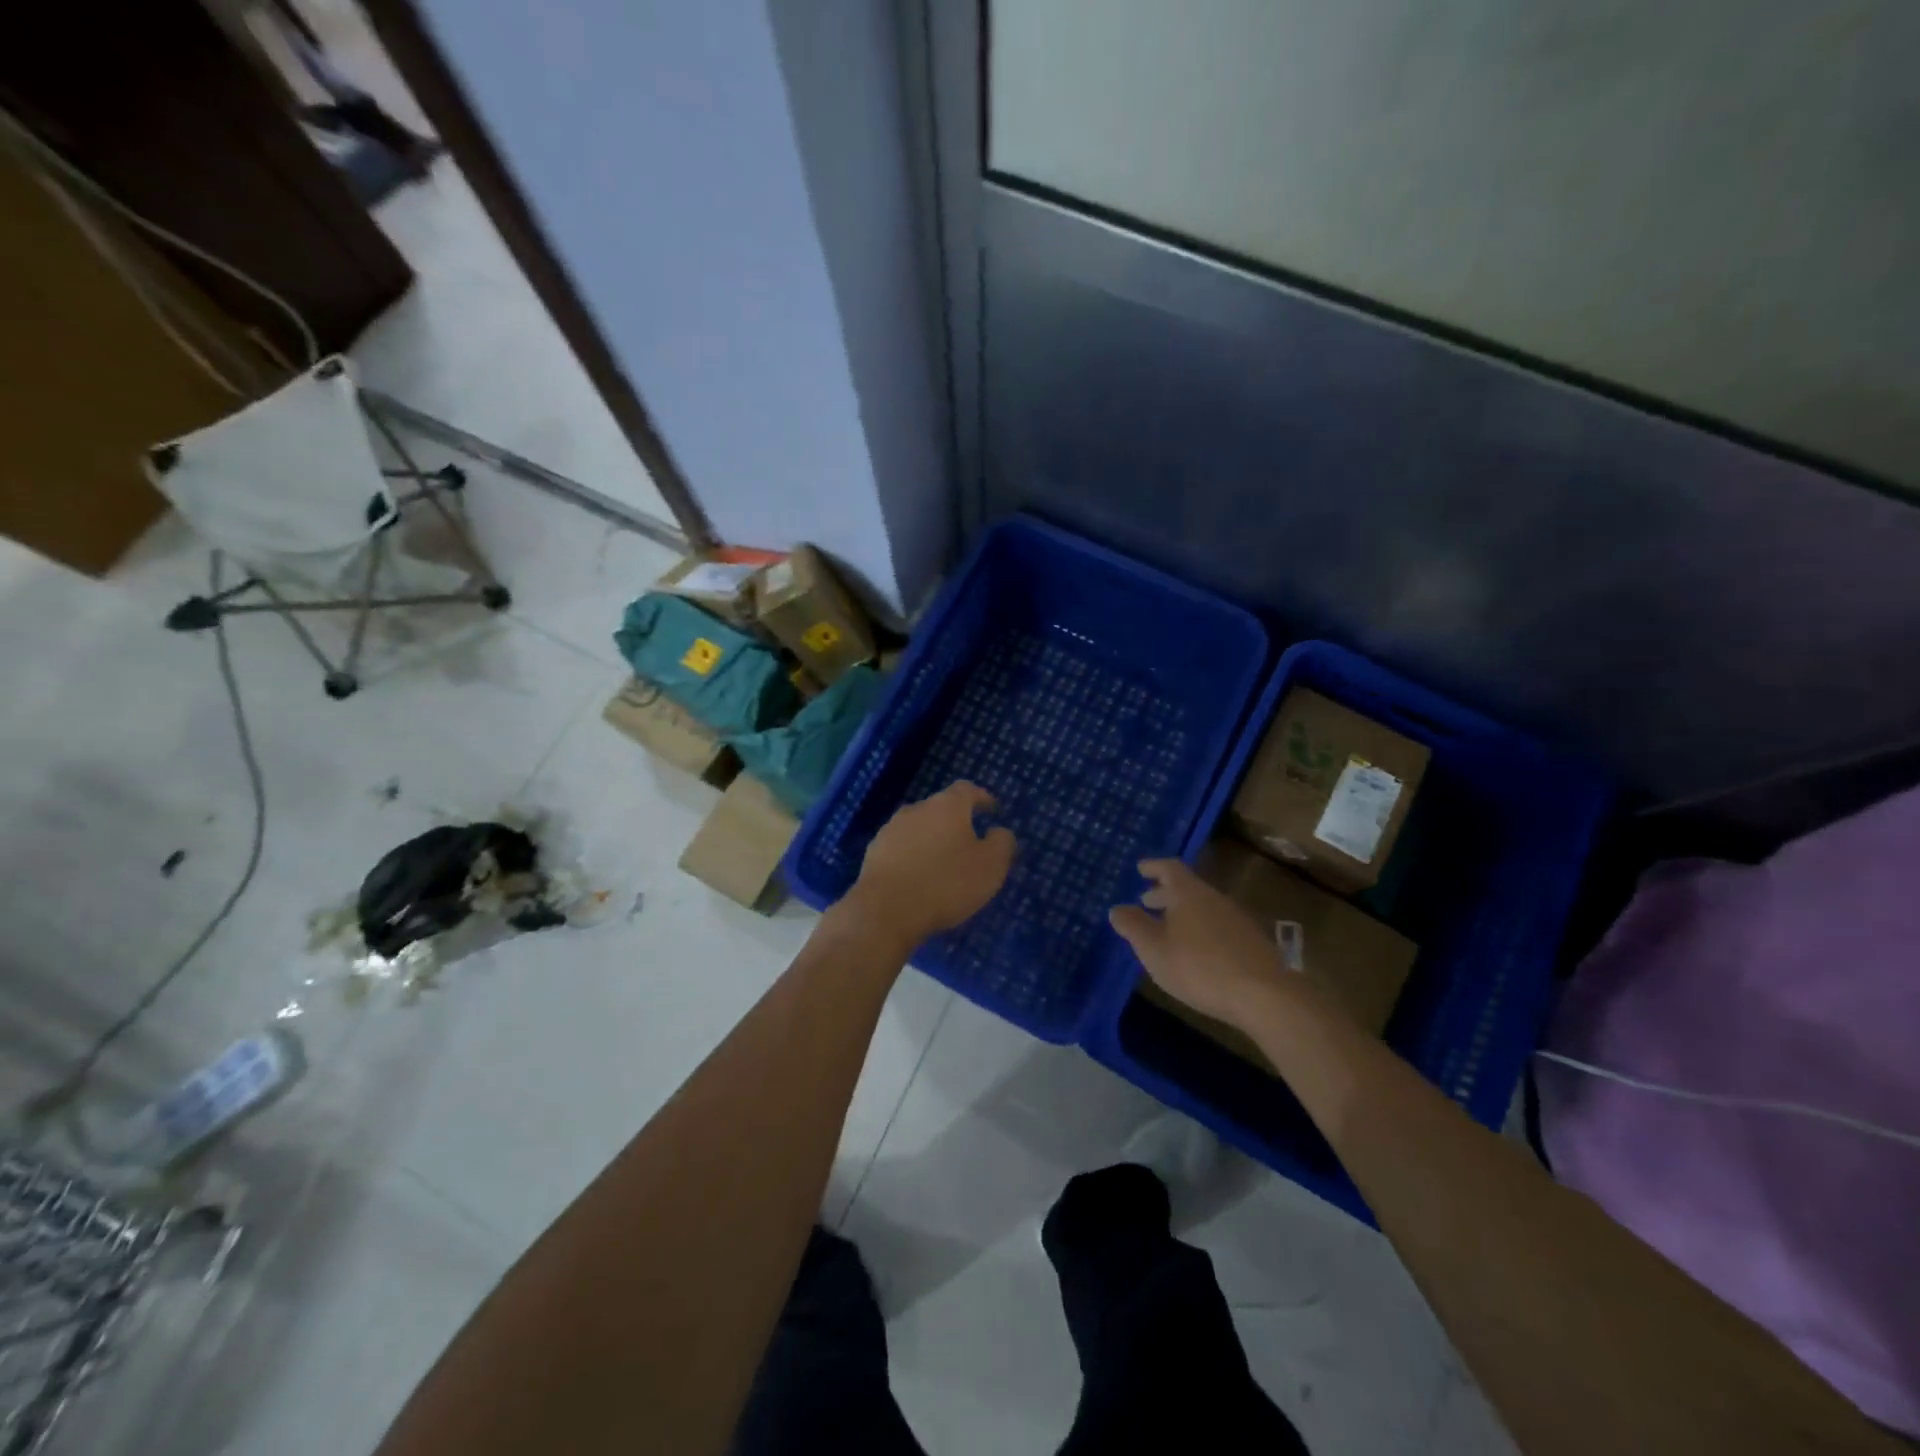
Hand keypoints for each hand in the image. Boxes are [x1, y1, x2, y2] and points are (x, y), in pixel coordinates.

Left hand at [841, 782, 1015, 950]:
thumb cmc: (946, 883)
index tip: (992, 810)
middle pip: (941, 808)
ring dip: (933, 839)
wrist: (886, 911)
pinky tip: (919, 877)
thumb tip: (998, 831)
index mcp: (947, 806)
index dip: (982, 798)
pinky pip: (902, 848)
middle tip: (970, 842)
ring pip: (919, 828)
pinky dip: (914, 856)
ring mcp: (891, 829)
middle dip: (956, 822)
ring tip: (943, 862)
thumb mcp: (990, 866)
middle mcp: (917, 809)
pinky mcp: (874, 852)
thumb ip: (1002, 843)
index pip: (967, 790)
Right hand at [1109, 859, 1299, 1026]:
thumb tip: (1117, 908)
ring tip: (1167, 929)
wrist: (1264, 995)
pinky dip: (1199, 929)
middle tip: (1146, 901)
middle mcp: (1214, 898)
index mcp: (1189, 893)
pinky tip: (1195, 951)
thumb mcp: (1154, 949)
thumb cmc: (1199, 967)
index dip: (1153, 867)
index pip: (1169, 868)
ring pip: (1202, 907)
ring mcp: (1236, 919)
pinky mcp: (1250, 942)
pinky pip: (1216, 925)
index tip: (1140, 868)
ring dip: (1182, 913)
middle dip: (1164, 893)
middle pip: (1187, 887)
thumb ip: (1133, 926)